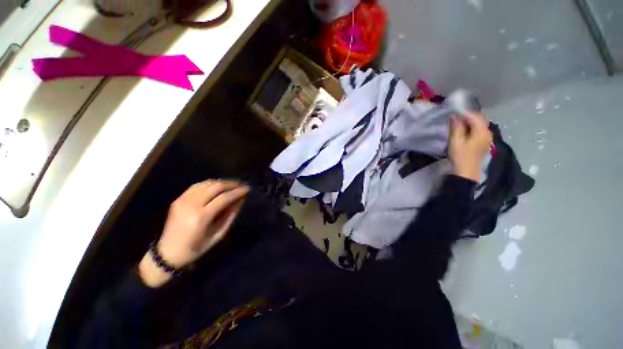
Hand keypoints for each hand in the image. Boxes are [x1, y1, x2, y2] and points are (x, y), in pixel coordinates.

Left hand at [139, 180, 248, 286]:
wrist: (167, 253)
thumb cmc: (196, 248)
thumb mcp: (218, 235)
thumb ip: (230, 215)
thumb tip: (241, 200)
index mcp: (201, 217)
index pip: (224, 198)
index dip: (238, 192)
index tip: (247, 189)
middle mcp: (191, 205)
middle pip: (215, 186)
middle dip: (231, 184)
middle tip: (241, 185)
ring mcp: (182, 200)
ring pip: (207, 183)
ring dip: (222, 182)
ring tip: (232, 185)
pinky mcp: (178, 199)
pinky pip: (197, 185)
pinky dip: (210, 183)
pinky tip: (217, 186)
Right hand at [449, 113, 492, 181]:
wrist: (466, 173)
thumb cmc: (460, 157)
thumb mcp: (455, 141)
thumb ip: (456, 127)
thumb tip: (454, 115)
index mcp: (482, 131)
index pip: (474, 116)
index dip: (463, 112)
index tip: (452, 112)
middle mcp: (487, 132)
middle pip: (478, 119)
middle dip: (466, 117)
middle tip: (454, 118)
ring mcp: (487, 138)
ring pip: (478, 124)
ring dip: (468, 123)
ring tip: (456, 125)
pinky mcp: (483, 143)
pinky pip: (478, 130)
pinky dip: (470, 128)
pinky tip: (462, 132)